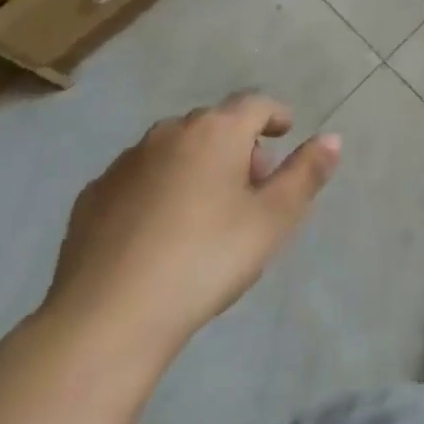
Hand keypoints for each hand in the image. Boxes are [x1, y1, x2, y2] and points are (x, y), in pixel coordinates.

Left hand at [42, 94, 340, 357]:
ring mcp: (126, 162)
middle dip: (238, 144)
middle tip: (251, 185)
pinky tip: (158, 229)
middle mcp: (171, 133)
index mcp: (217, 131)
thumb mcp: (272, 220)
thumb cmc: (204, 260)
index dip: (275, 115)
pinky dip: (157, 188)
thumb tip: (332, 137)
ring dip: (197, 163)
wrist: (105, 320)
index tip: (285, 132)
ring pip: (174, 148)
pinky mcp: (92, 196)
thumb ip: (305, 174)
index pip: (256, 104)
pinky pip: (138, 177)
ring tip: (206, 208)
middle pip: (215, 125)